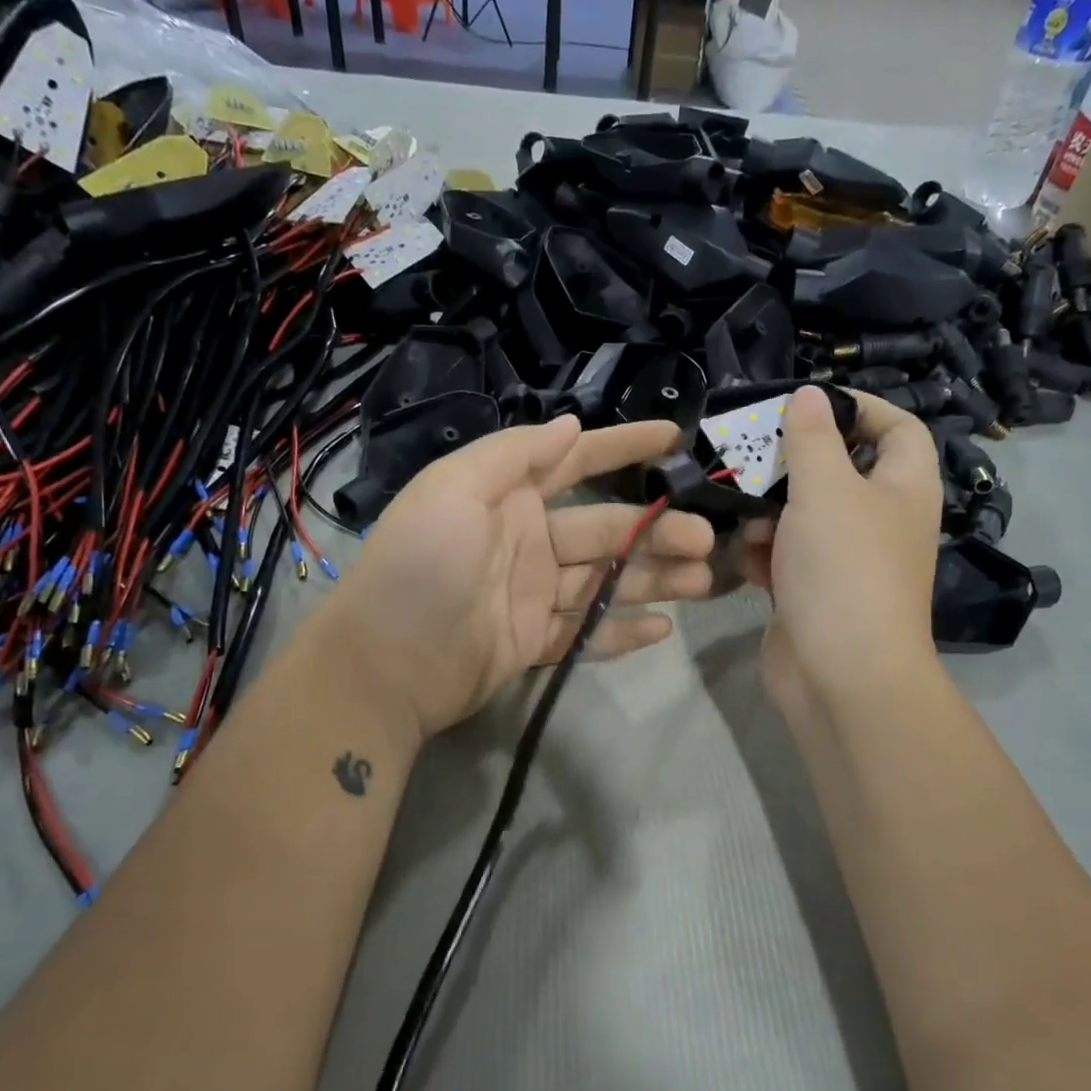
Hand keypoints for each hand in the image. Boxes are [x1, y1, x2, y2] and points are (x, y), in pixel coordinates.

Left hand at [315, 416, 715, 739]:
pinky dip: (622, 630)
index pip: (576, 461)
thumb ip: (514, 454)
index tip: (674, 438)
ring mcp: (533, 595)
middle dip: (657, 529)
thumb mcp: (455, 490)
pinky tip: (662, 629)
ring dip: (654, 579)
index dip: (624, 445)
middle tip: (706, 540)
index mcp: (508, 497)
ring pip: (606, 580)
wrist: (384, 665)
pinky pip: (587, 633)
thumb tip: (570, 425)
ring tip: (703, 582)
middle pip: (606, 528)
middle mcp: (527, 541)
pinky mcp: (535, 642)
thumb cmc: (420, 565)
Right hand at [738, 388, 941, 721]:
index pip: (898, 428)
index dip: (861, 408)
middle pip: (839, 472)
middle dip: (793, 466)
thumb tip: (810, 394)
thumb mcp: (826, 489)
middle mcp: (880, 522)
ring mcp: (846, 562)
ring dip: (769, 513)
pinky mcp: (813, 594)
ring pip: (804, 517)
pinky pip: (787, 558)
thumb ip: (813, 438)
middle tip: (752, 457)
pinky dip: (765, 554)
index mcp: (903, 488)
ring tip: (743, 516)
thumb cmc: (843, 569)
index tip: (808, 405)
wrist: (840, 675)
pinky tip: (744, 558)